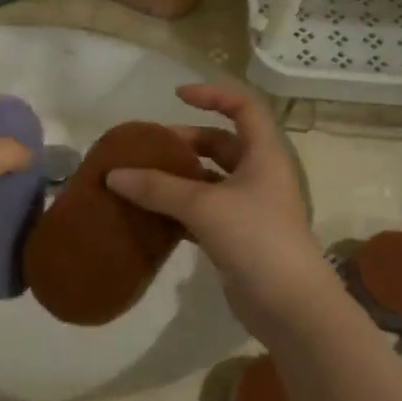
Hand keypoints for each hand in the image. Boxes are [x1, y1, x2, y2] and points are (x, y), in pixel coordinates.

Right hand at [105, 83, 327, 336]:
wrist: (289, 305)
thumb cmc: (255, 239)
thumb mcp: (203, 206)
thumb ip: (157, 188)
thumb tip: (112, 175)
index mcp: (264, 156)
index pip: (244, 108)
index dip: (213, 95)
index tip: (177, 96)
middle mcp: (259, 176)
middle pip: (221, 145)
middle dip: (185, 142)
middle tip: (148, 149)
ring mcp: (249, 209)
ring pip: (209, 181)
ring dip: (178, 178)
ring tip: (140, 180)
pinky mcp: (237, 237)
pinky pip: (202, 212)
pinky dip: (178, 209)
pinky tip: (150, 214)